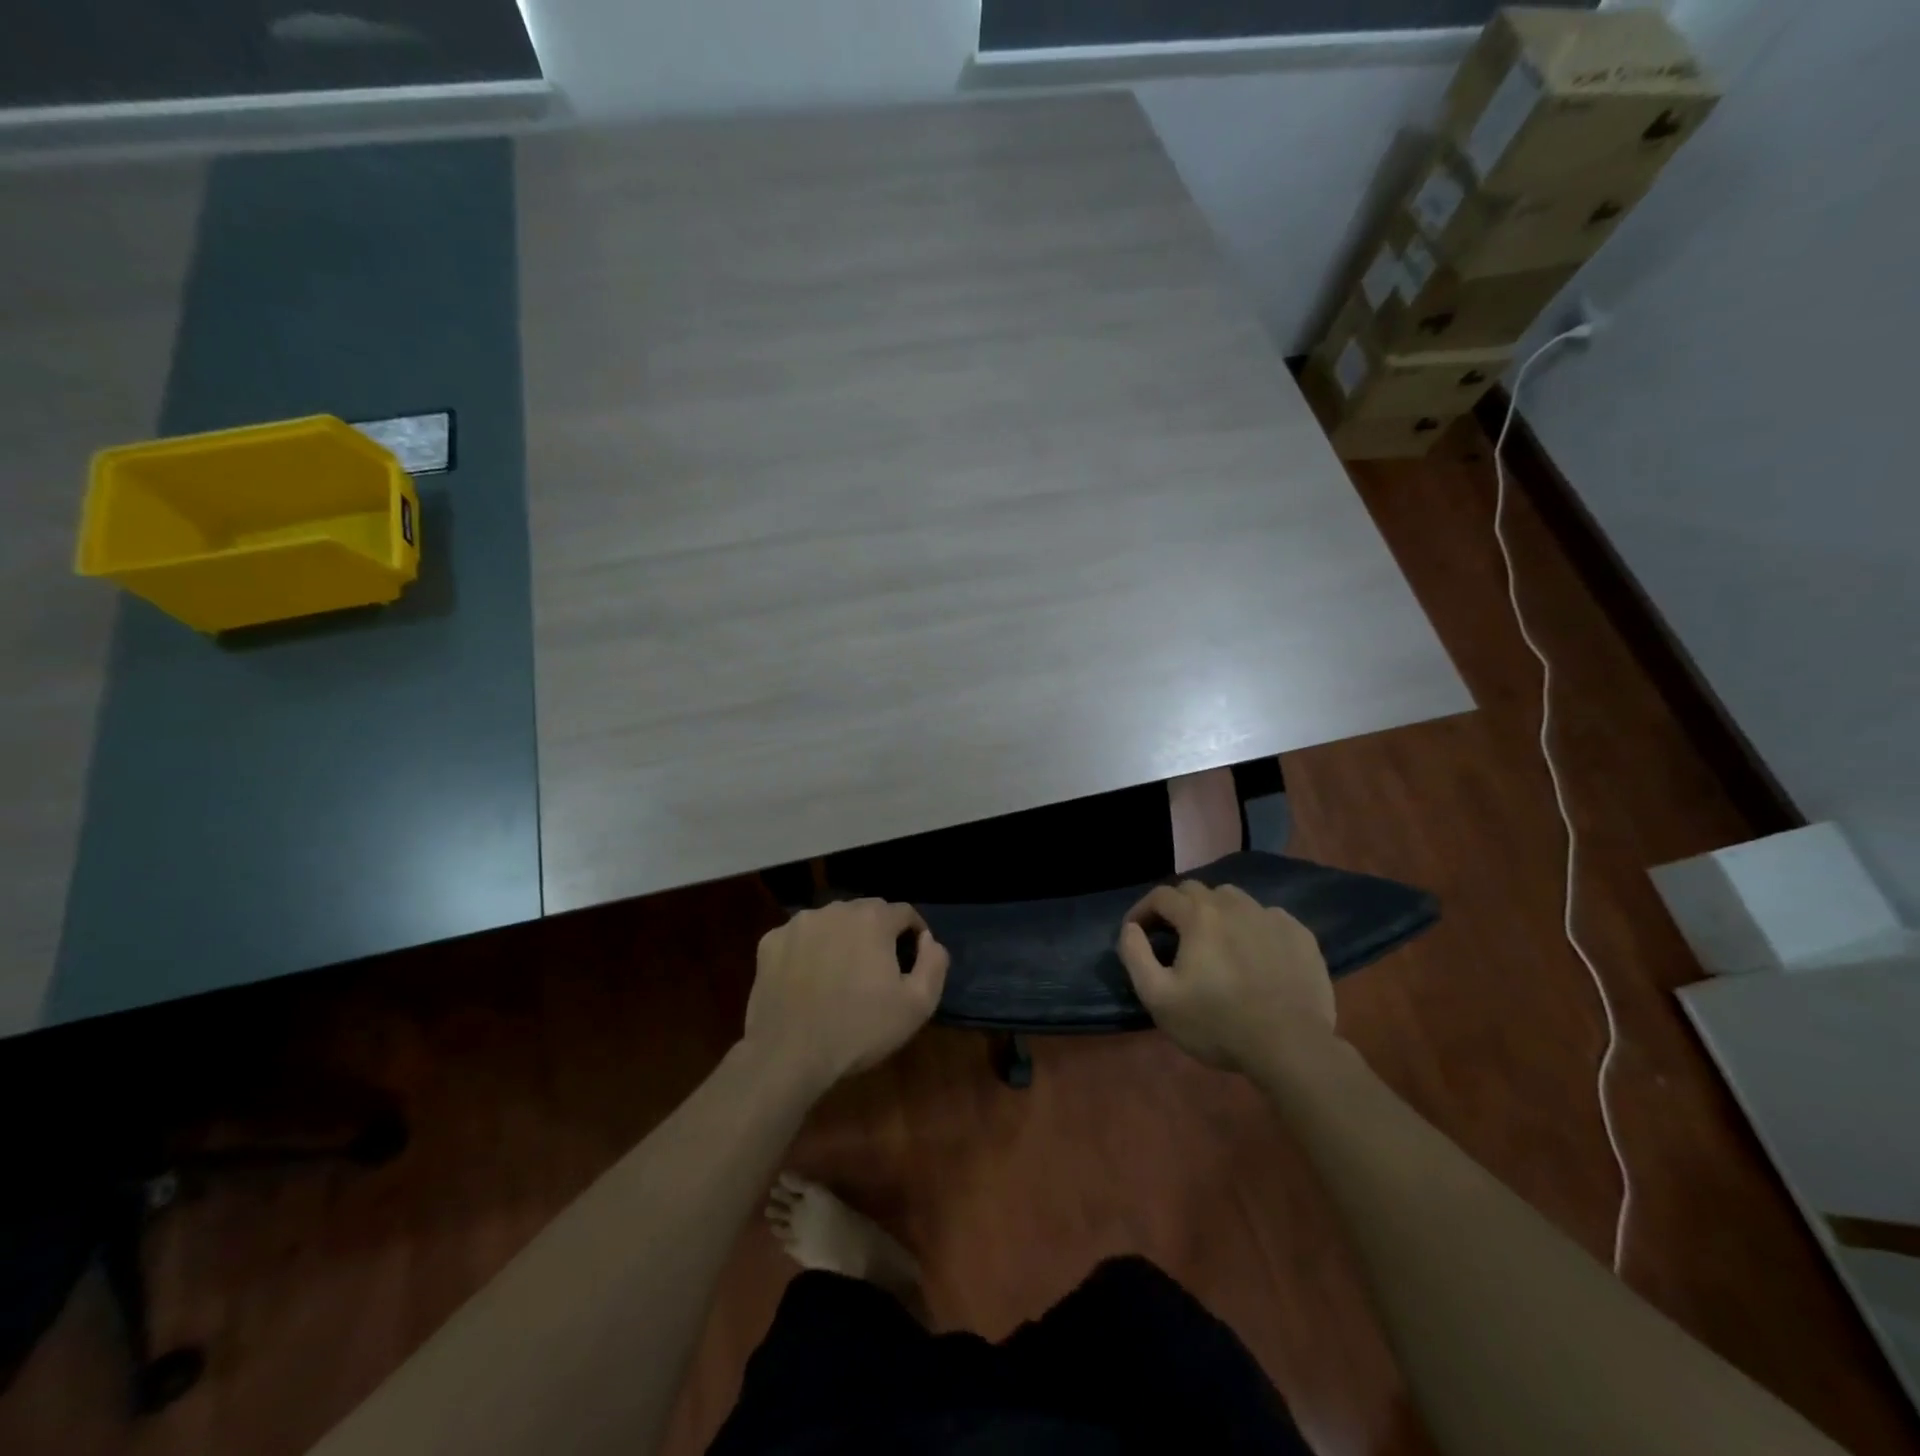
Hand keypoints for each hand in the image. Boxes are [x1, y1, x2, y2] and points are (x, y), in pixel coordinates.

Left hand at [744, 899, 949, 1091]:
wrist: (788, 1055)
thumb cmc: (859, 1030)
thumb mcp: (917, 1006)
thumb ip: (934, 964)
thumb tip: (929, 940)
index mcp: (873, 919)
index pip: (904, 912)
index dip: (914, 933)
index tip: (913, 959)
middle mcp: (836, 909)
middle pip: (866, 912)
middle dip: (877, 933)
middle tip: (878, 969)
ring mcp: (798, 923)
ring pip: (831, 922)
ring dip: (842, 939)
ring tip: (841, 974)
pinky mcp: (770, 942)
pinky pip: (800, 938)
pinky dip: (808, 951)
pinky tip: (809, 980)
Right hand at [1117, 881, 1335, 1076]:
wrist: (1291, 1047)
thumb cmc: (1217, 1024)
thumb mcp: (1159, 998)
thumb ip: (1135, 955)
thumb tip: (1130, 928)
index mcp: (1198, 915)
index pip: (1161, 895)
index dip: (1142, 910)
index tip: (1136, 931)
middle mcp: (1234, 904)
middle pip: (1196, 891)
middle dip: (1177, 908)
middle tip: (1173, 937)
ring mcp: (1271, 917)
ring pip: (1233, 899)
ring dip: (1215, 913)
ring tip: (1214, 942)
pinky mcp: (1300, 935)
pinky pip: (1267, 917)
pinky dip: (1252, 927)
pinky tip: (1253, 954)